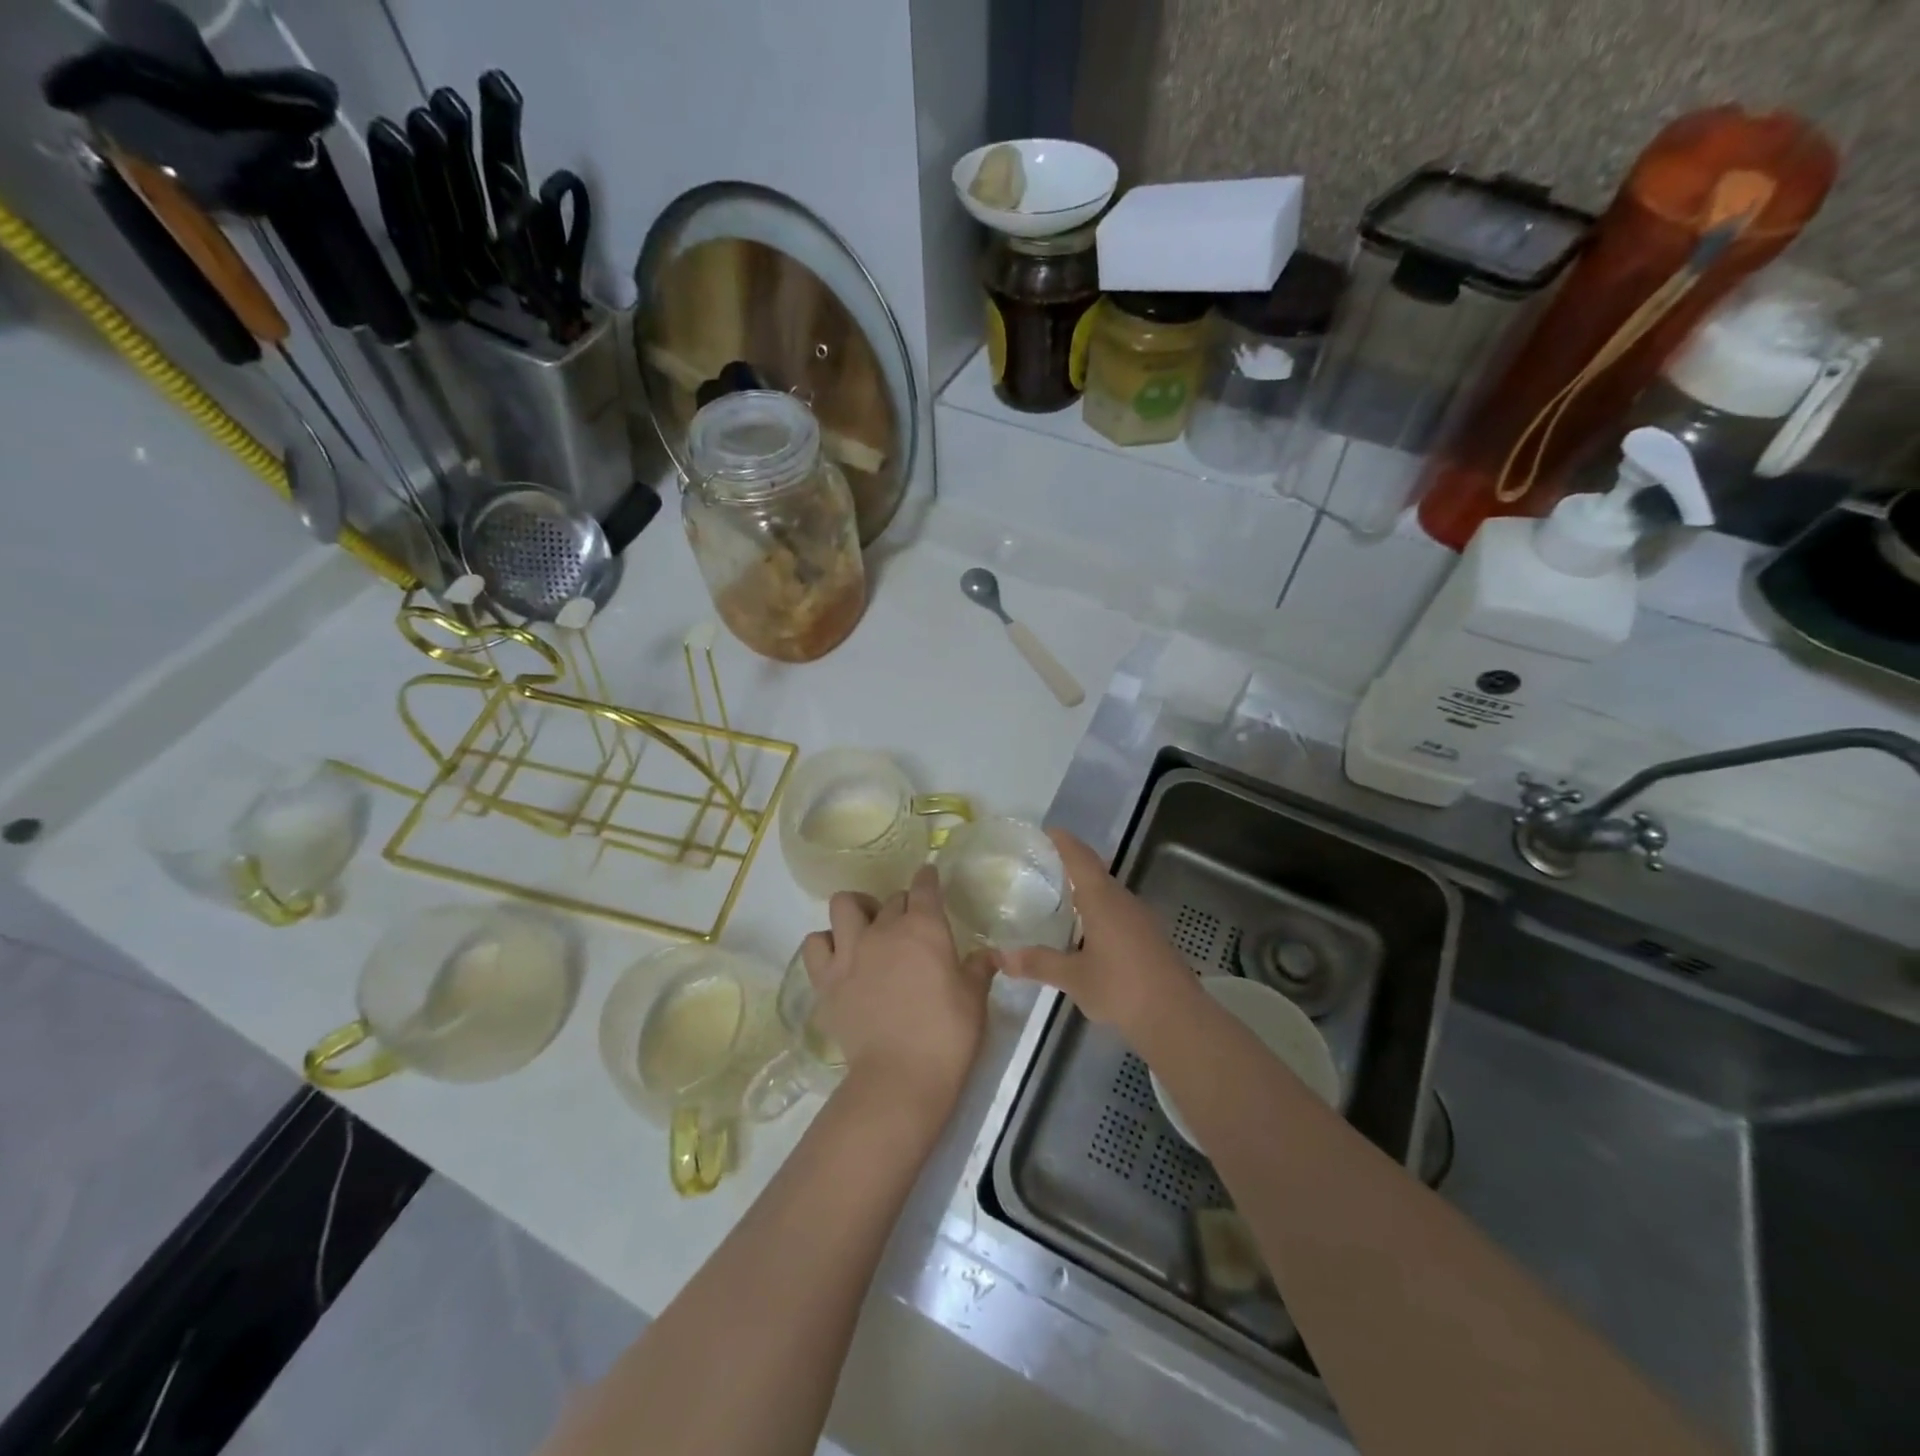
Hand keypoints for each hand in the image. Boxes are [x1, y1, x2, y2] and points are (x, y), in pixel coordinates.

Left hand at [800, 867, 994, 1115]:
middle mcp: (884, 930)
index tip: (928, 877)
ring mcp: (850, 952)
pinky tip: (838, 957)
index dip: (927, 878)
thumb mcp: (974, 999)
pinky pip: (815, 944)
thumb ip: (978, 969)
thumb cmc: (948, 1035)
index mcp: (924, 928)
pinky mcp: (826, 980)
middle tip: (910, 927)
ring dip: (857, 911)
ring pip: (844, 905)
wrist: (900, 1077)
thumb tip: (989, 954)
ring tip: (866, 929)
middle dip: (902, 906)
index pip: (924, 887)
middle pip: (891, 899)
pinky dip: (825, 944)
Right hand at [999, 830, 1198, 1041]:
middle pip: (1097, 873)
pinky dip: (1100, 912)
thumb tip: (1001, 956)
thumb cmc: (1120, 988)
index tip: (1049, 831)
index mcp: (1103, 900)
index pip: (1081, 859)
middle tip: (1046, 866)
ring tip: (1062, 898)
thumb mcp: (1073, 978)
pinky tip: (1089, 932)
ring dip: (1088, 891)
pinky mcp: (1151, 938)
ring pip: (1110, 894)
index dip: (1065, 842)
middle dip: (1074, 866)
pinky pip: (1120, 913)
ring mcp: (1141, 919)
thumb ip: (1038, 963)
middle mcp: (1124, 901)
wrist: (1176, 1017)